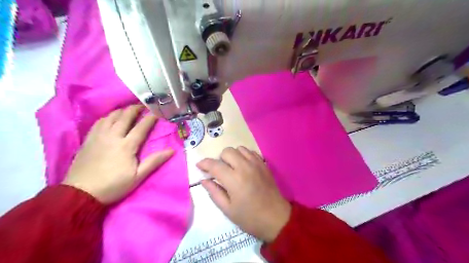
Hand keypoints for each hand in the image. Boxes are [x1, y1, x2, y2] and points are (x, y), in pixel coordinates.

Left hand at [61, 106, 172, 203]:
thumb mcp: (138, 176)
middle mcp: (112, 136)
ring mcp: (98, 136)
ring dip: (121, 111)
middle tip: (143, 106)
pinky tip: (111, 118)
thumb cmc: (113, 185)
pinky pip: (99, 122)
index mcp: (126, 145)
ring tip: (128, 110)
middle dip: (135, 109)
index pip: (141, 127)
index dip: (150, 118)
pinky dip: (108, 117)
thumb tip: (171, 151)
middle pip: (125, 116)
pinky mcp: (88, 139)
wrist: (81, 193)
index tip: (157, 112)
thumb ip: (154, 161)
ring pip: (111, 116)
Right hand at [196, 145, 291, 241]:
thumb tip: (203, 180)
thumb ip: (214, 192)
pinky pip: (251, 152)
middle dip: (220, 159)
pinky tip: (244, 166)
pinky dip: (244, 155)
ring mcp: (256, 164)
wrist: (276, 218)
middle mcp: (245, 167)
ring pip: (239, 148)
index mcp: (234, 179)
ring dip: (232, 156)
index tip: (199, 166)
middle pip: (227, 151)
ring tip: (232, 168)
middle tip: (220, 171)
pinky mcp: (264, 164)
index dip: (204, 163)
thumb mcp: (228, 209)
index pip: (215, 165)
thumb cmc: (249, 217)